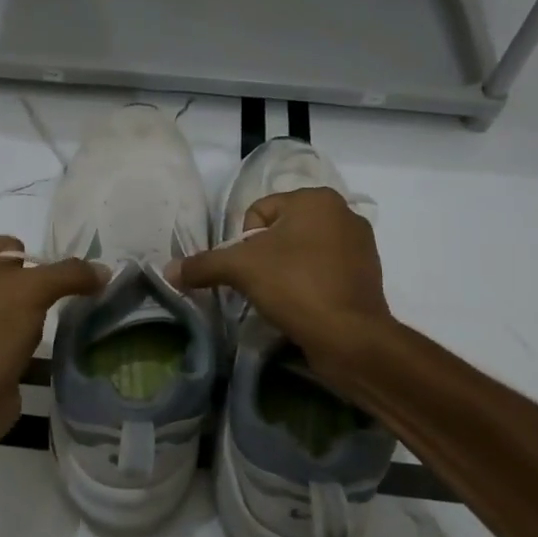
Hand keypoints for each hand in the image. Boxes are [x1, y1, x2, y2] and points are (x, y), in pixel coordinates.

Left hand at [0, 236, 102, 461]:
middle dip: (31, 288)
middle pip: (6, 274)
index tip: (52, 284)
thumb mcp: (37, 290)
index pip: (8, 245)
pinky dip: (14, 336)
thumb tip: (105, 270)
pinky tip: (28, 349)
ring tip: (38, 330)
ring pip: (3, 304)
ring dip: (25, 314)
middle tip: (47, 305)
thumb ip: (72, 273)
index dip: (35, 261)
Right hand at [168, 188, 393, 381]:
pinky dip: (310, 285)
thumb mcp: (241, 270)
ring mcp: (361, 245)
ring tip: (283, 298)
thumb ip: (204, 265)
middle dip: (267, 257)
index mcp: (316, 199)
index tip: (250, 270)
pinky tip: (304, 307)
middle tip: (263, 285)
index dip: (245, 242)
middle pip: (281, 231)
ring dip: (288, 271)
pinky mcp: (368, 276)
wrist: (350, 337)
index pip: (259, 211)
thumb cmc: (296, 286)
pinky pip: (325, 272)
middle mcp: (343, 213)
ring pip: (303, 252)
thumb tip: (169, 270)